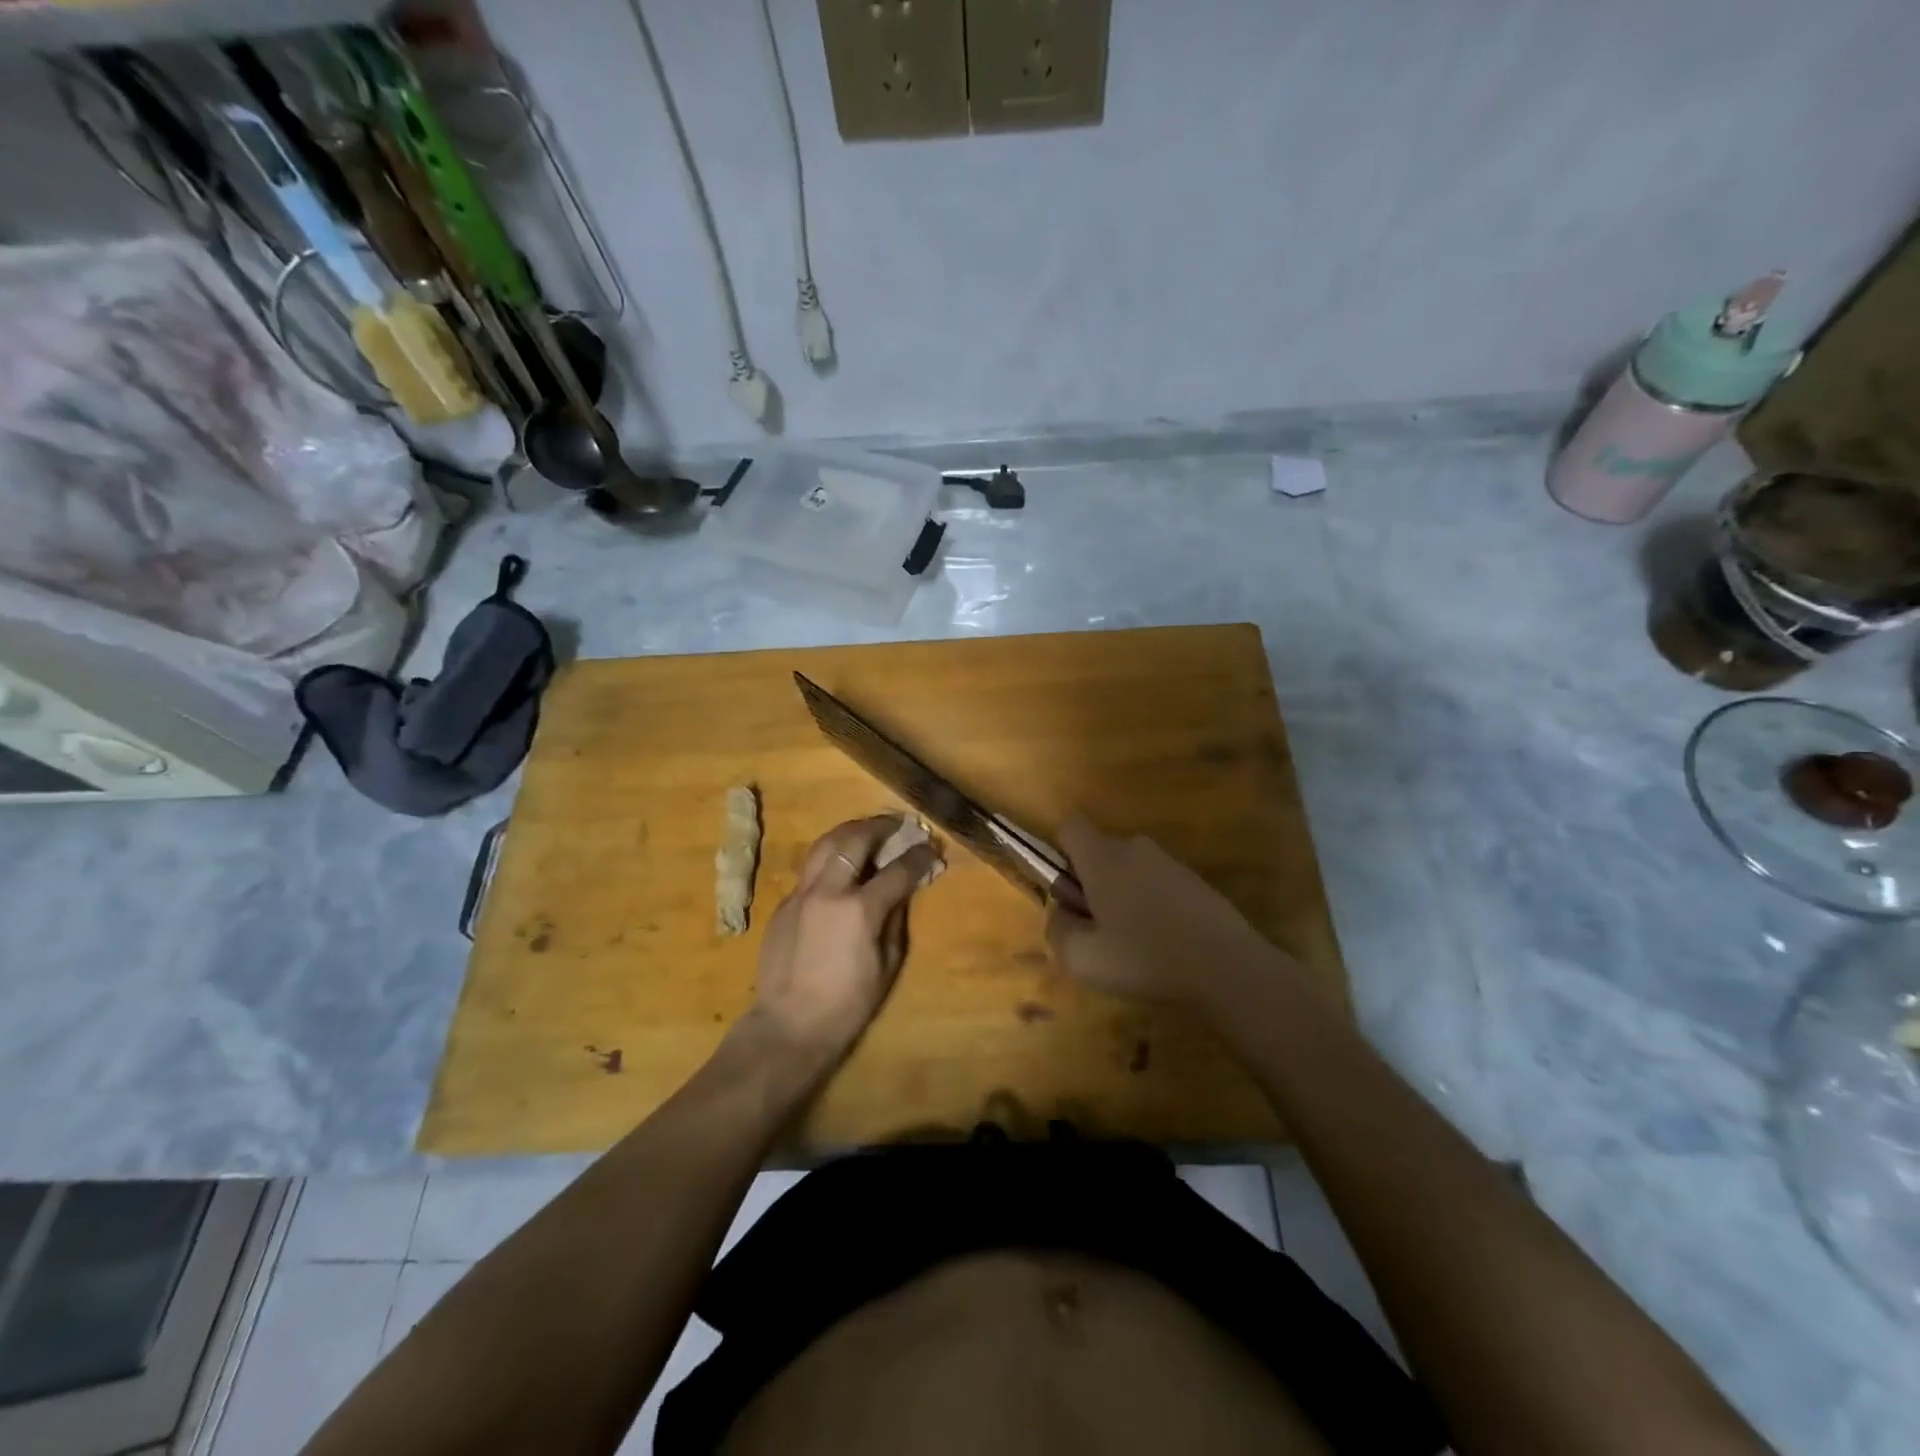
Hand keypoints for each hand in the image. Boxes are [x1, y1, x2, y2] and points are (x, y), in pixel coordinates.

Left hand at [745, 815, 942, 1065]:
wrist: (789, 1025)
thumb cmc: (848, 1004)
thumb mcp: (887, 964)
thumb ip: (896, 918)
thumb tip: (905, 888)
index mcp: (859, 909)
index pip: (898, 869)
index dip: (919, 856)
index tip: (931, 848)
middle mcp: (828, 890)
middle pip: (855, 839)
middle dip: (881, 826)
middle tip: (898, 824)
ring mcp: (801, 893)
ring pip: (825, 843)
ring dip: (850, 831)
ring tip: (867, 830)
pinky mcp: (784, 903)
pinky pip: (810, 869)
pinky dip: (830, 858)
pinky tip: (840, 866)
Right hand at [1045, 815, 1295, 1018]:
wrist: (1229, 969)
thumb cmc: (1145, 959)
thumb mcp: (1082, 957)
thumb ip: (1058, 928)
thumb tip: (1062, 911)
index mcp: (1103, 858)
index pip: (1071, 826)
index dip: (1061, 856)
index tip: (1070, 894)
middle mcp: (1136, 848)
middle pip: (1101, 852)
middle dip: (1093, 883)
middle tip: (1101, 930)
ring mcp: (1171, 863)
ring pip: (1131, 870)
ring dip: (1125, 896)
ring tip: (1136, 944)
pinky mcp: (1197, 881)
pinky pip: (1159, 884)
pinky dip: (1155, 906)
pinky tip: (1166, 944)